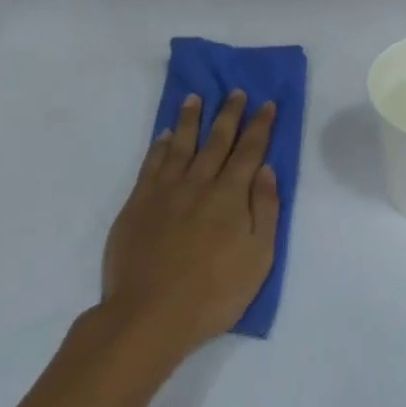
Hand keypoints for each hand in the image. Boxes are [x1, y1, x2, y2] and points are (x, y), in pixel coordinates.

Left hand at [99, 91, 279, 360]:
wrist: (150, 314)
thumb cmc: (214, 293)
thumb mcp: (258, 258)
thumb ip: (265, 210)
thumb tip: (266, 170)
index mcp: (231, 196)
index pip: (250, 151)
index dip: (260, 126)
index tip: (267, 103)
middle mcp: (198, 184)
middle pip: (216, 140)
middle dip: (229, 114)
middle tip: (235, 92)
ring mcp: (164, 191)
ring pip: (180, 144)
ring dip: (190, 119)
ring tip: (195, 98)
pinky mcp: (138, 203)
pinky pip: (151, 163)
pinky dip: (159, 145)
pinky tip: (164, 135)